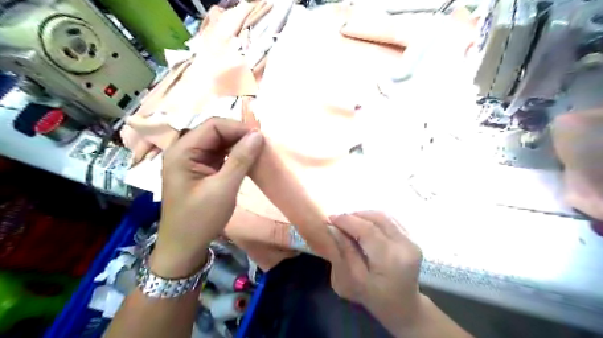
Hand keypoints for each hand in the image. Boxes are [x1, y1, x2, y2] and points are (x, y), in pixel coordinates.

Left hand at [149, 117, 262, 276]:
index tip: (261, 139)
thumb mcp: (223, 188)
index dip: (238, 128)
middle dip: (239, 136)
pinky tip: (247, 161)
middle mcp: (185, 151)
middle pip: (215, 132)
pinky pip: (220, 155)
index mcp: (182, 151)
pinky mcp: (201, 170)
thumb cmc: (200, 218)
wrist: (185, 246)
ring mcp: (192, 160)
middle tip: (262, 146)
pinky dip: (235, 156)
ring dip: (239, 146)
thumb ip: (241, 159)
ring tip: (258, 153)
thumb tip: (258, 135)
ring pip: (219, 143)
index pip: (213, 126)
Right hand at [327, 211, 419, 335]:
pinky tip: (364, 225)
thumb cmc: (377, 298)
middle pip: (377, 218)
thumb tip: (333, 228)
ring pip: (384, 216)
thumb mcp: (356, 280)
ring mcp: (412, 240)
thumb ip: (345, 252)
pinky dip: (374, 219)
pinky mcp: (412, 238)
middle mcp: (405, 245)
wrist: (405, 307)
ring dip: (364, 215)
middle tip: (338, 221)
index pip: (367, 230)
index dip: (347, 221)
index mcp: (391, 259)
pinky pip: (390, 220)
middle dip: (355, 215)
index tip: (330, 219)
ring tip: (349, 222)